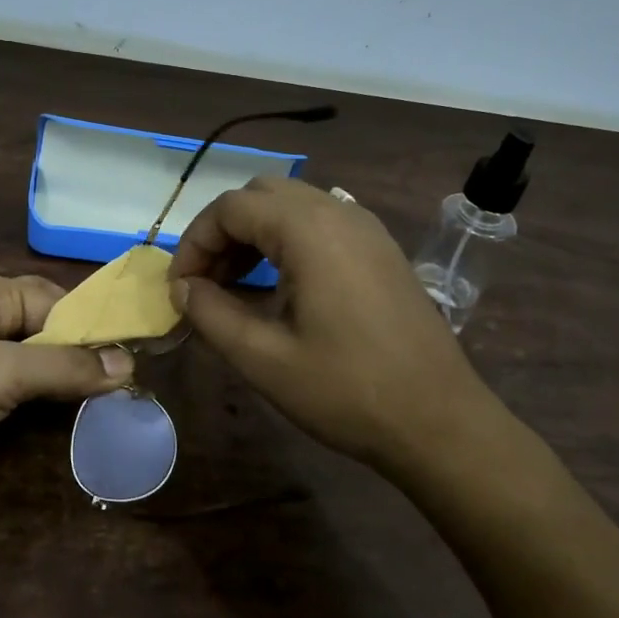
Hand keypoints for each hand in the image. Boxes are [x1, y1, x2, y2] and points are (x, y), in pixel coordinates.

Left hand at [0, 274, 133, 519]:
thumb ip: (65, 365)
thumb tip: (129, 363)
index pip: (54, 299)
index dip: (94, 324)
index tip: (136, 355)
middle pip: (44, 327)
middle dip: (82, 351)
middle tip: (130, 381)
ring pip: (30, 361)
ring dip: (64, 377)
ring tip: (112, 399)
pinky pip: (12, 390)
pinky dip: (40, 399)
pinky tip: (68, 415)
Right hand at [168, 177, 502, 472]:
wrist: (439, 421)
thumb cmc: (346, 391)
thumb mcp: (263, 358)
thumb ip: (211, 313)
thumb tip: (182, 287)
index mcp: (309, 230)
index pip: (230, 208)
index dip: (194, 243)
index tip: (179, 288)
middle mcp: (340, 213)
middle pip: (261, 196)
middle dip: (223, 233)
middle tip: (205, 284)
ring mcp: (367, 230)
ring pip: (292, 207)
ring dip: (254, 236)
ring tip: (234, 288)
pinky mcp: (382, 251)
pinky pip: (321, 226)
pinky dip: (287, 243)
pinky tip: (280, 290)